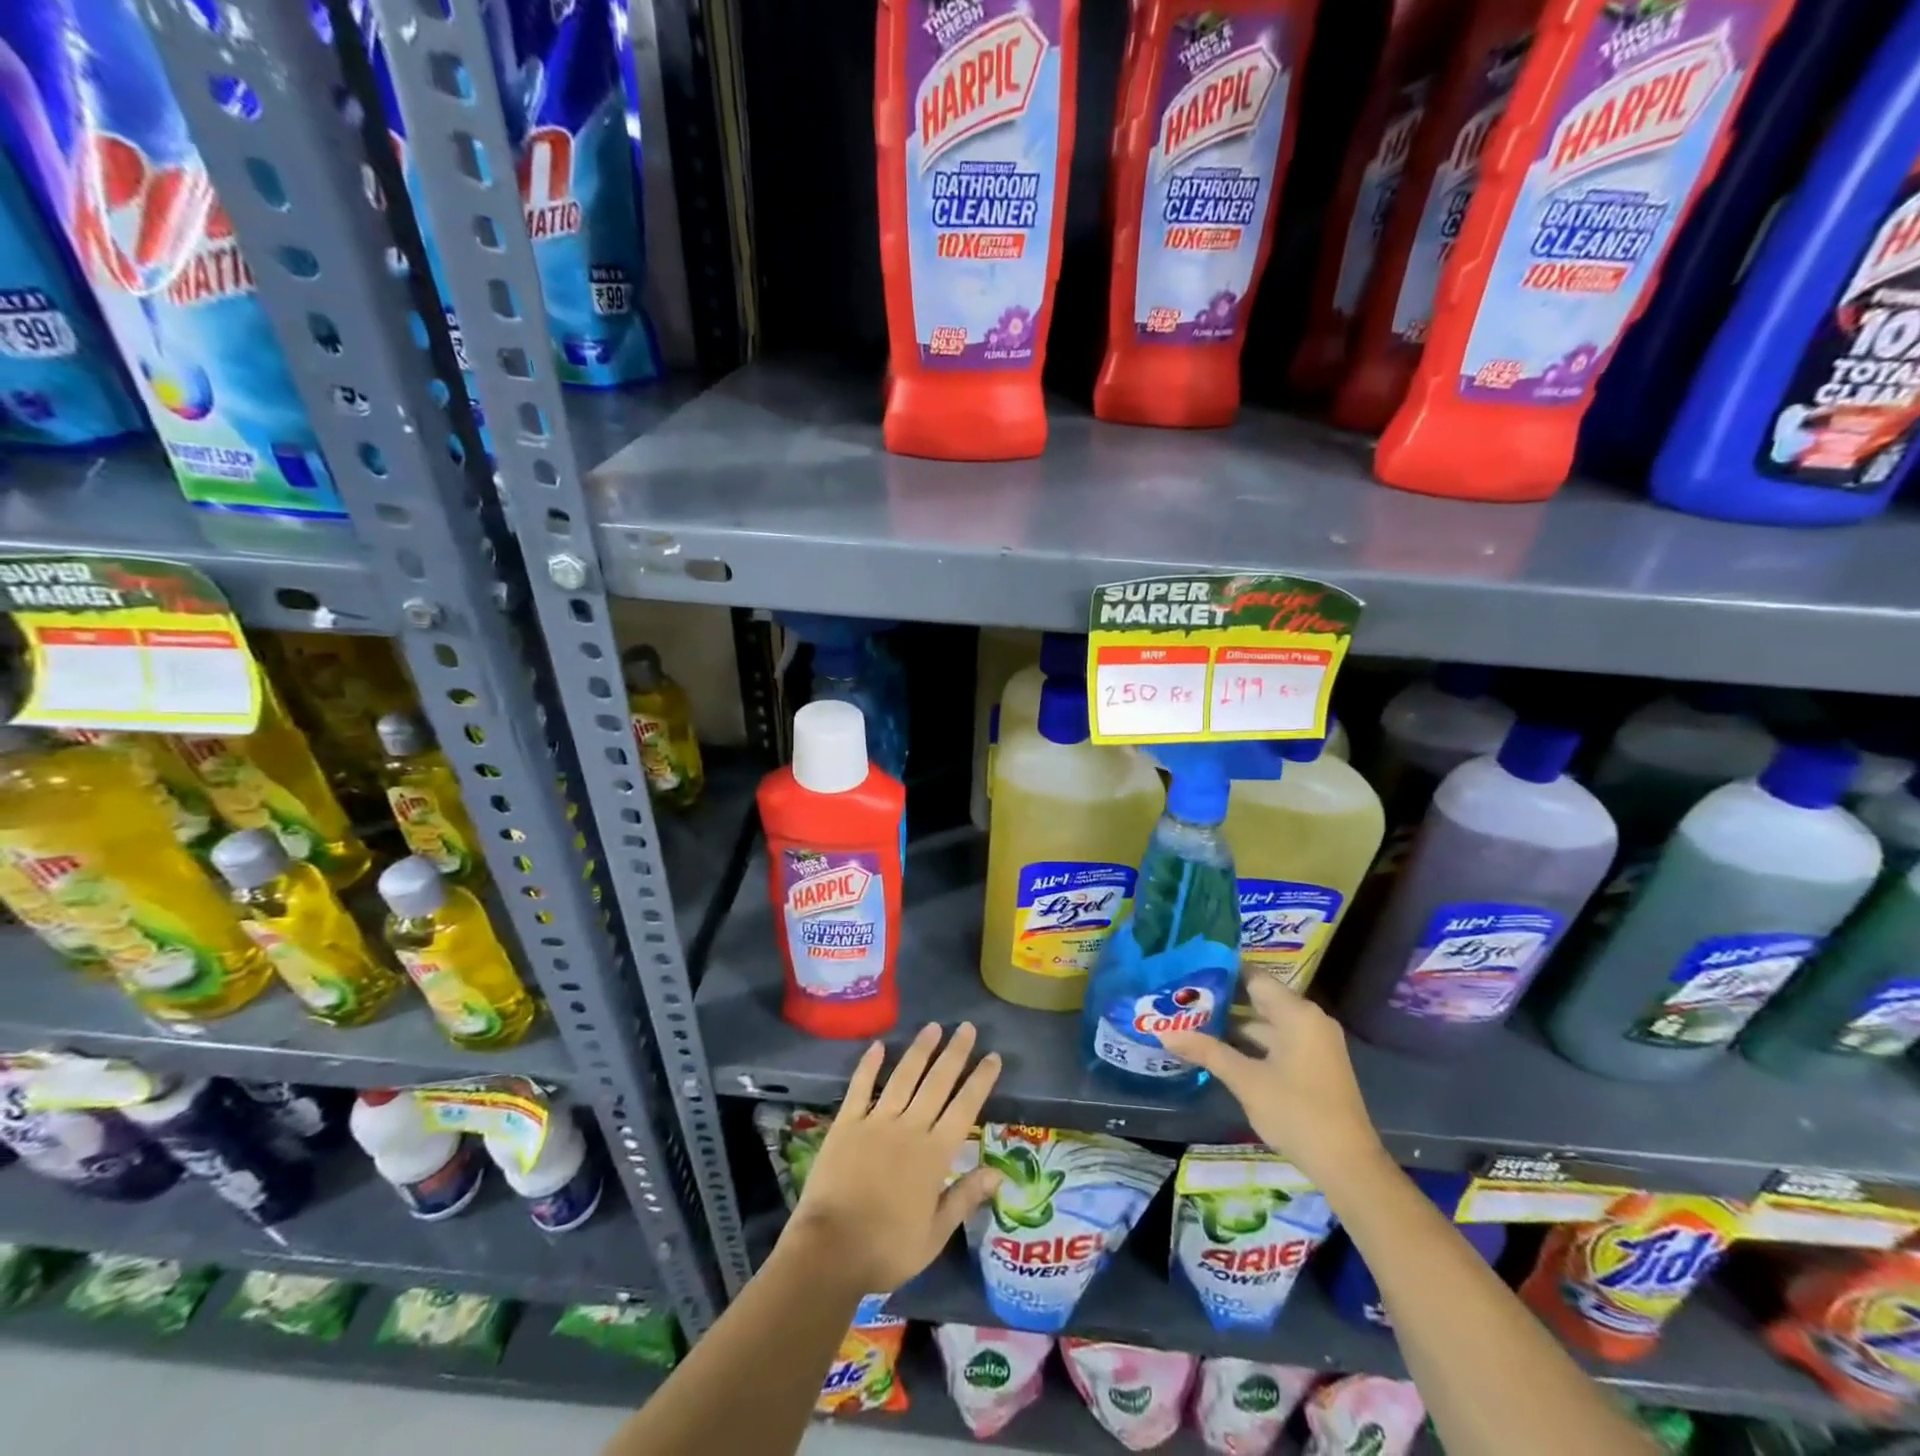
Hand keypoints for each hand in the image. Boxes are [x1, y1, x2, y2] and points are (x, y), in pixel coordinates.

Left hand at [783, 1022, 1002, 1293]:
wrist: (830, 1251)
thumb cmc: (887, 1249)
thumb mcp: (934, 1235)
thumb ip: (965, 1198)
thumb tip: (999, 1173)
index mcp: (934, 1155)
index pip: (965, 1108)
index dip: (980, 1080)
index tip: (993, 1056)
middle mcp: (909, 1128)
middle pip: (937, 1082)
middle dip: (955, 1053)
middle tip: (967, 1027)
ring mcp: (876, 1122)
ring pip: (904, 1076)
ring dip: (920, 1050)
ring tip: (934, 1027)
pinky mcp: (846, 1123)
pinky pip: (860, 1087)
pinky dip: (869, 1064)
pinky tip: (878, 1045)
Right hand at [1161, 976, 1383, 1184]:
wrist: (1347, 1166)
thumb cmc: (1296, 1112)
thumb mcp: (1246, 1080)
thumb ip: (1206, 1051)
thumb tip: (1164, 1034)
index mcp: (1297, 1013)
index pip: (1252, 976)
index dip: (1220, 972)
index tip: (1187, 970)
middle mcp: (1308, 1019)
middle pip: (1258, 998)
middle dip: (1221, 999)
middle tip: (1181, 996)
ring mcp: (1312, 1043)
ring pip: (1265, 1022)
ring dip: (1232, 1024)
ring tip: (1191, 1020)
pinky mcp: (1312, 1064)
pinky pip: (1275, 1041)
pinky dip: (1249, 1042)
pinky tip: (1218, 1047)